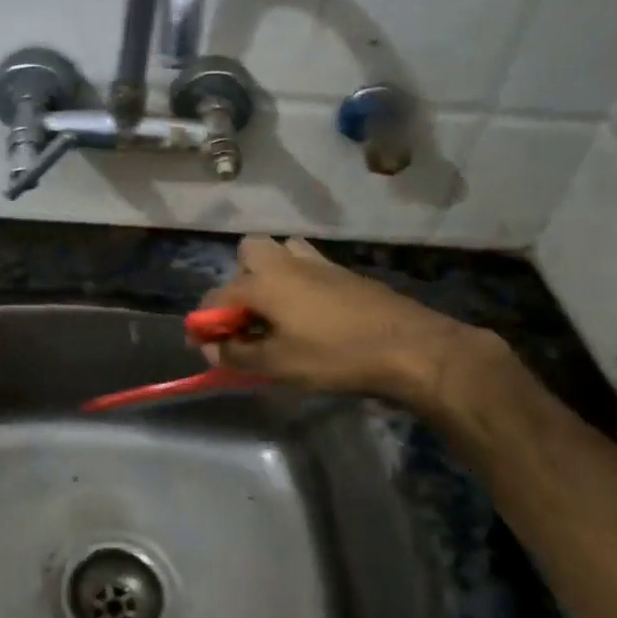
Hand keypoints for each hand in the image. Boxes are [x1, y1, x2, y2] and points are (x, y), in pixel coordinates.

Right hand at [202, 236, 492, 411]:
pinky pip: (307, 266)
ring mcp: (318, 264)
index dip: (205, 323)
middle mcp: (284, 263)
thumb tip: (212, 348)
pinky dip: (298, 283)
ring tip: (277, 311)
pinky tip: (310, 315)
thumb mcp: (278, 365)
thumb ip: (237, 355)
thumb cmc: (336, 356)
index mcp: (262, 282)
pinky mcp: (344, 273)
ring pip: (281, 252)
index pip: (215, 297)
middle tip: (249, 318)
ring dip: (270, 275)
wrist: (411, 347)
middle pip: (247, 253)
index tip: (208, 347)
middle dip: (239, 281)